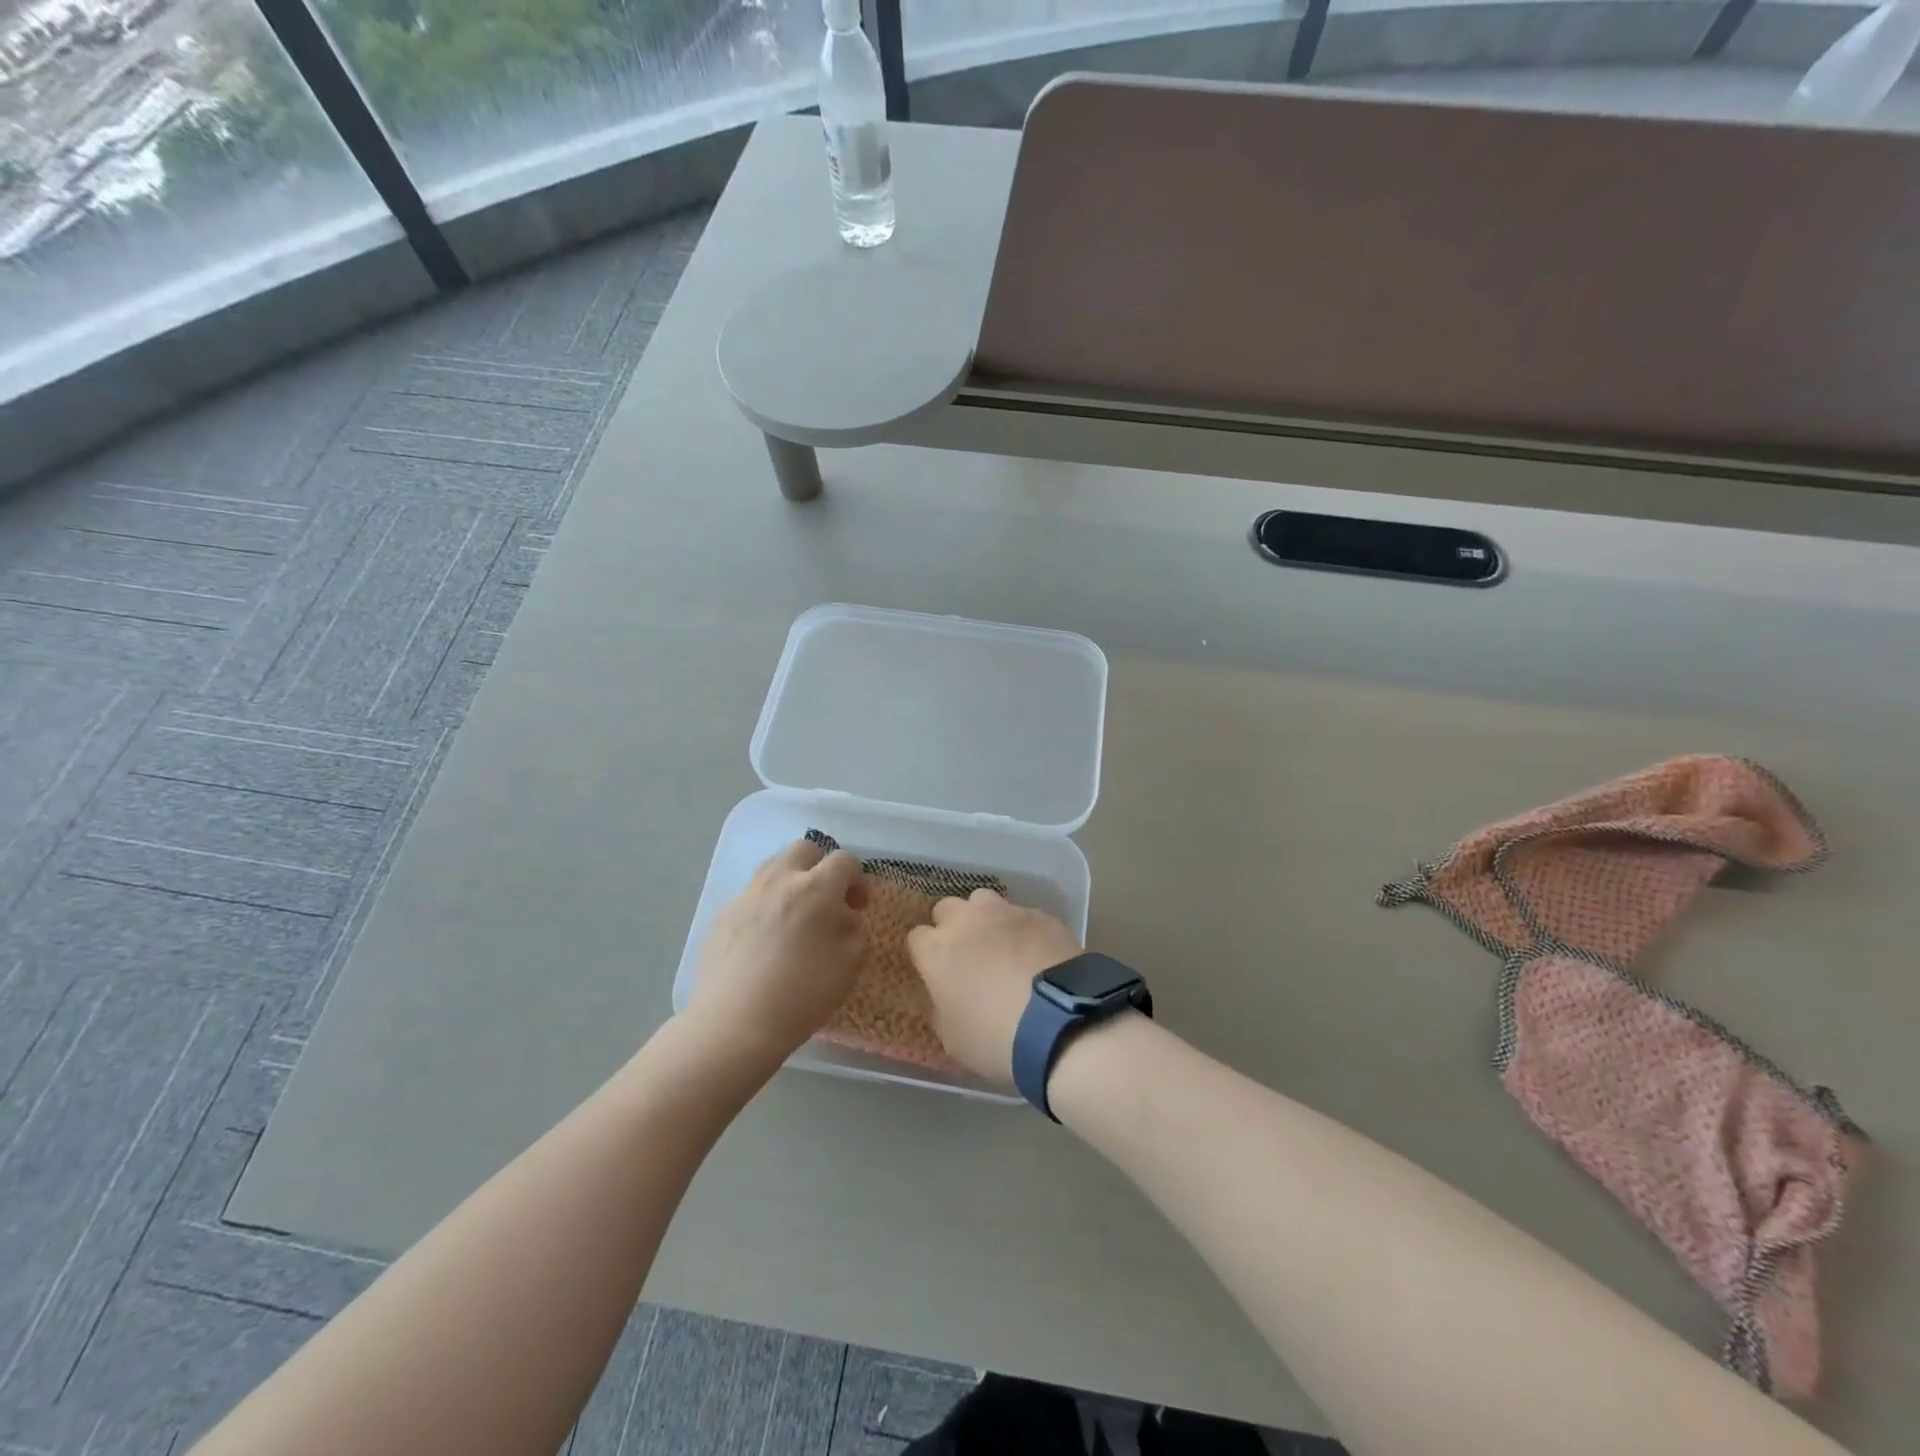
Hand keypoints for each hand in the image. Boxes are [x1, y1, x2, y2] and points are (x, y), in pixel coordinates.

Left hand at [684, 838, 867, 1070]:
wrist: (735, 1023)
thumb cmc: (803, 993)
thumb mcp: (850, 963)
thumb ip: (854, 929)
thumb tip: (842, 915)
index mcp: (816, 887)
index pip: (845, 859)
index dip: (857, 879)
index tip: (856, 907)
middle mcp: (779, 880)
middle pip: (804, 849)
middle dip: (821, 866)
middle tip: (825, 901)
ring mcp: (746, 896)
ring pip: (773, 867)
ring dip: (790, 881)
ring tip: (794, 917)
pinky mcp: (722, 916)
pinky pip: (750, 897)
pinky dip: (764, 908)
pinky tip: (764, 943)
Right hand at [906, 889, 1080, 1086]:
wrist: (1062, 1022)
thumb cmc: (996, 1037)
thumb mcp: (953, 1038)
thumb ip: (942, 1007)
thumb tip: (946, 994)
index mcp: (936, 950)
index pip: (917, 938)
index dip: (927, 955)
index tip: (938, 974)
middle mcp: (966, 920)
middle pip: (947, 909)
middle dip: (953, 927)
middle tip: (968, 956)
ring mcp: (1006, 912)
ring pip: (984, 902)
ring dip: (986, 920)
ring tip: (1003, 948)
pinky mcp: (1040, 914)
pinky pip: (1022, 915)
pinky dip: (1023, 930)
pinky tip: (1036, 955)